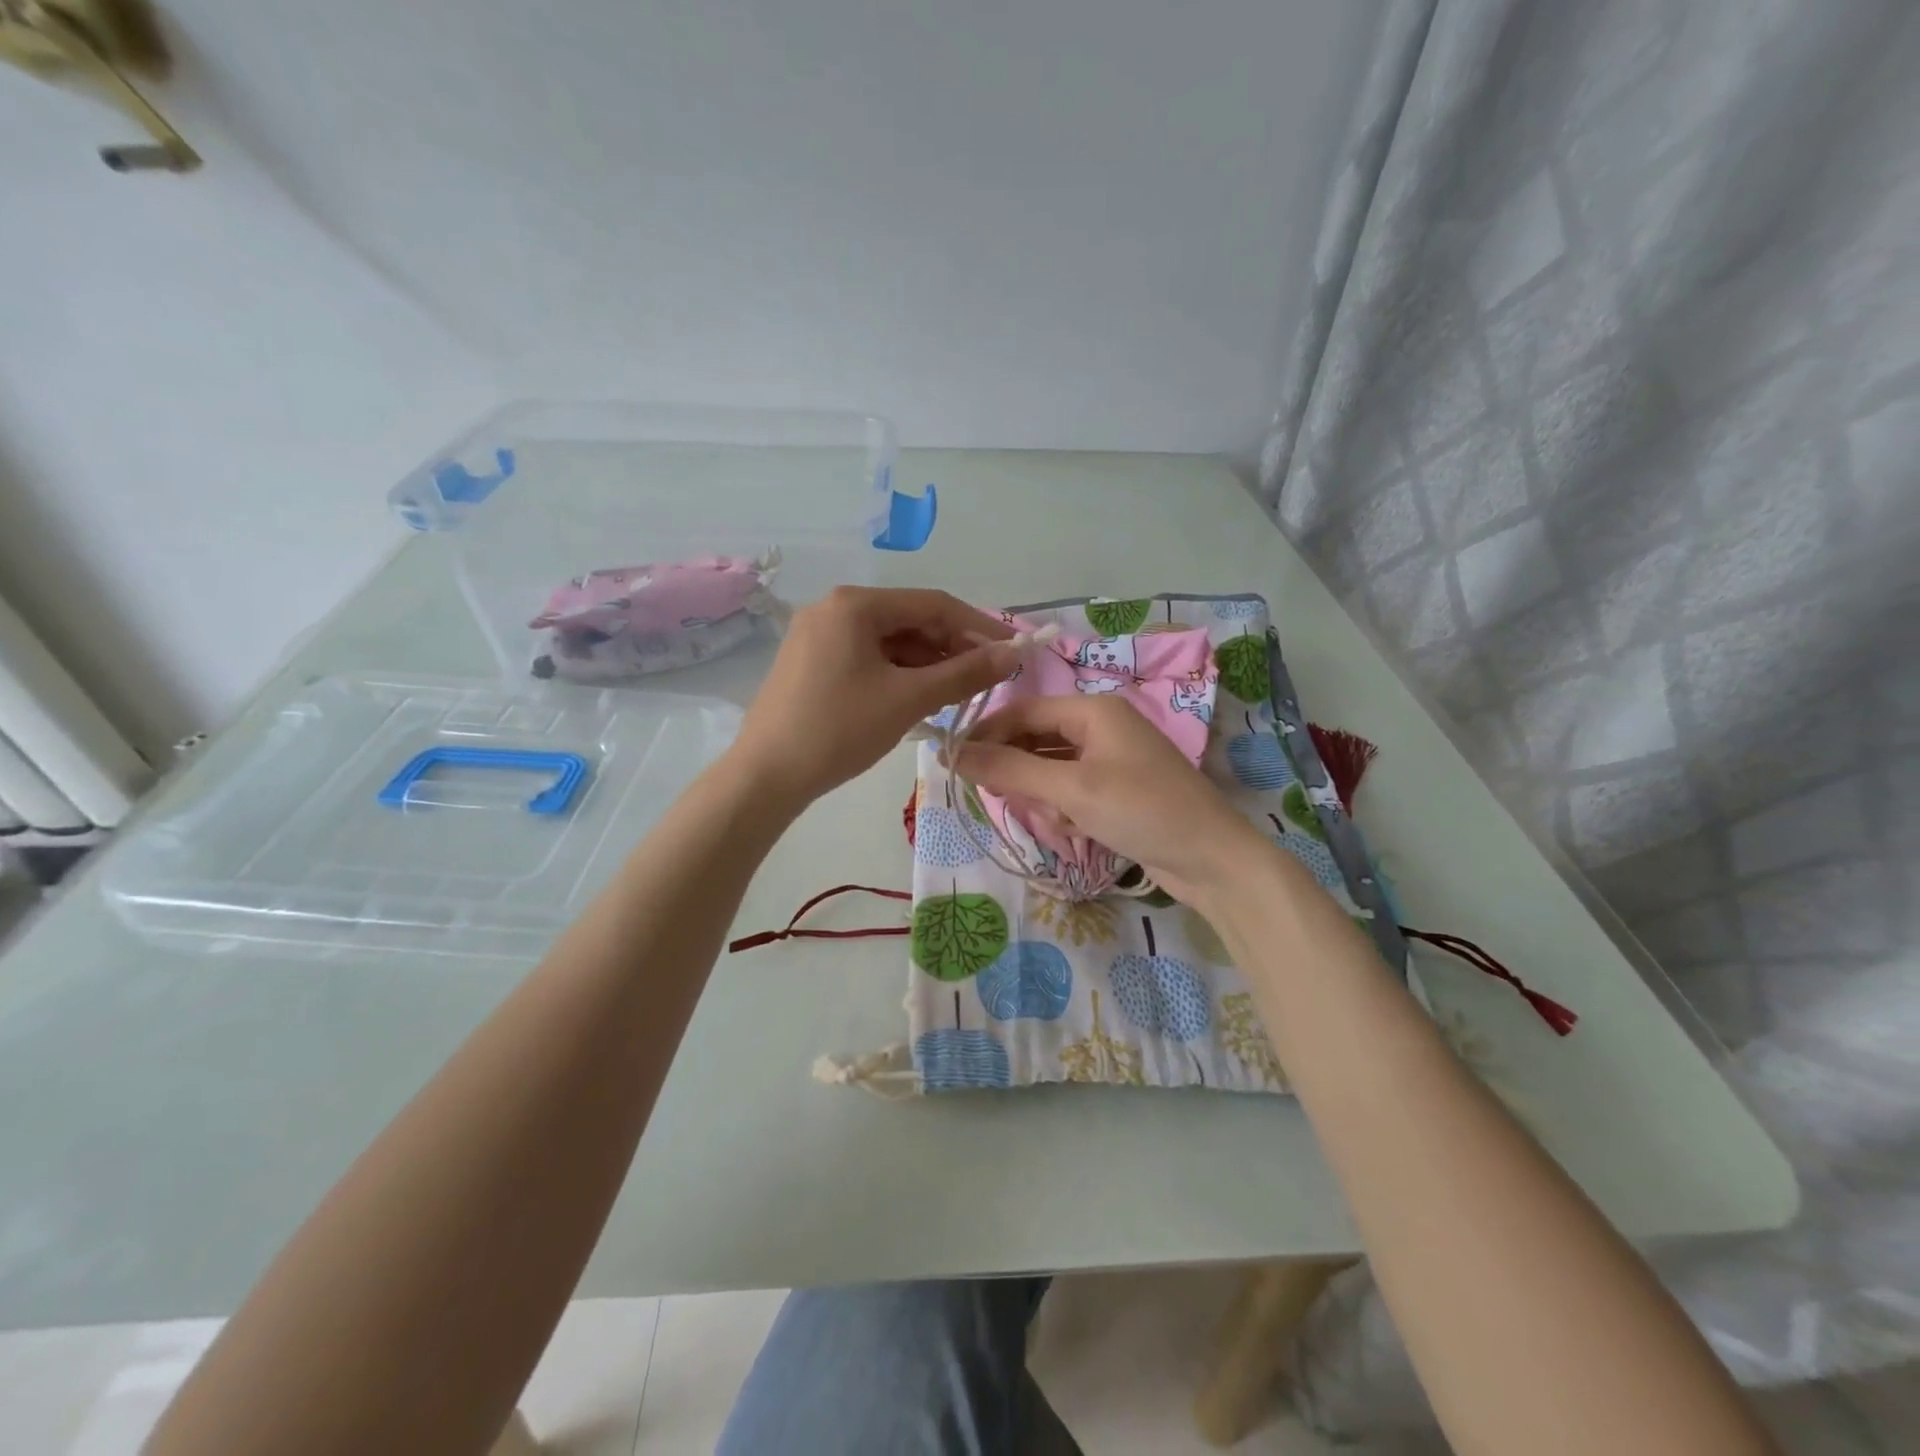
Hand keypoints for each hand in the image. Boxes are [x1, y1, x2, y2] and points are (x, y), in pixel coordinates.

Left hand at [730, 586, 1015, 805]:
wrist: (765, 776)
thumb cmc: (839, 729)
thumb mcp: (908, 699)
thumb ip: (964, 673)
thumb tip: (1012, 654)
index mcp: (855, 604)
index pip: (933, 604)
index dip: (979, 626)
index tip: (1013, 650)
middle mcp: (834, 608)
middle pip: (909, 620)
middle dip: (951, 647)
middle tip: (986, 678)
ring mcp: (818, 634)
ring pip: (888, 641)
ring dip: (926, 663)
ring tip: (957, 693)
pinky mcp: (810, 660)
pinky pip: (867, 657)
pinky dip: (897, 673)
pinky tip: (918, 697)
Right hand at [953, 694, 1270, 906]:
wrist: (1213, 860)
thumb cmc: (1142, 810)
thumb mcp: (1071, 789)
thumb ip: (1011, 769)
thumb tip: (953, 753)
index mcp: (1093, 710)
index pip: (1023, 711)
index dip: (986, 734)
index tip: (954, 763)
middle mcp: (1101, 727)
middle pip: (1036, 739)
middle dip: (1020, 771)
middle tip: (1006, 800)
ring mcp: (1111, 760)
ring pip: (1051, 769)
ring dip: (1045, 796)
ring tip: (1061, 821)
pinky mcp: (1117, 790)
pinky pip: (1072, 791)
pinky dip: (1066, 809)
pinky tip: (1078, 830)